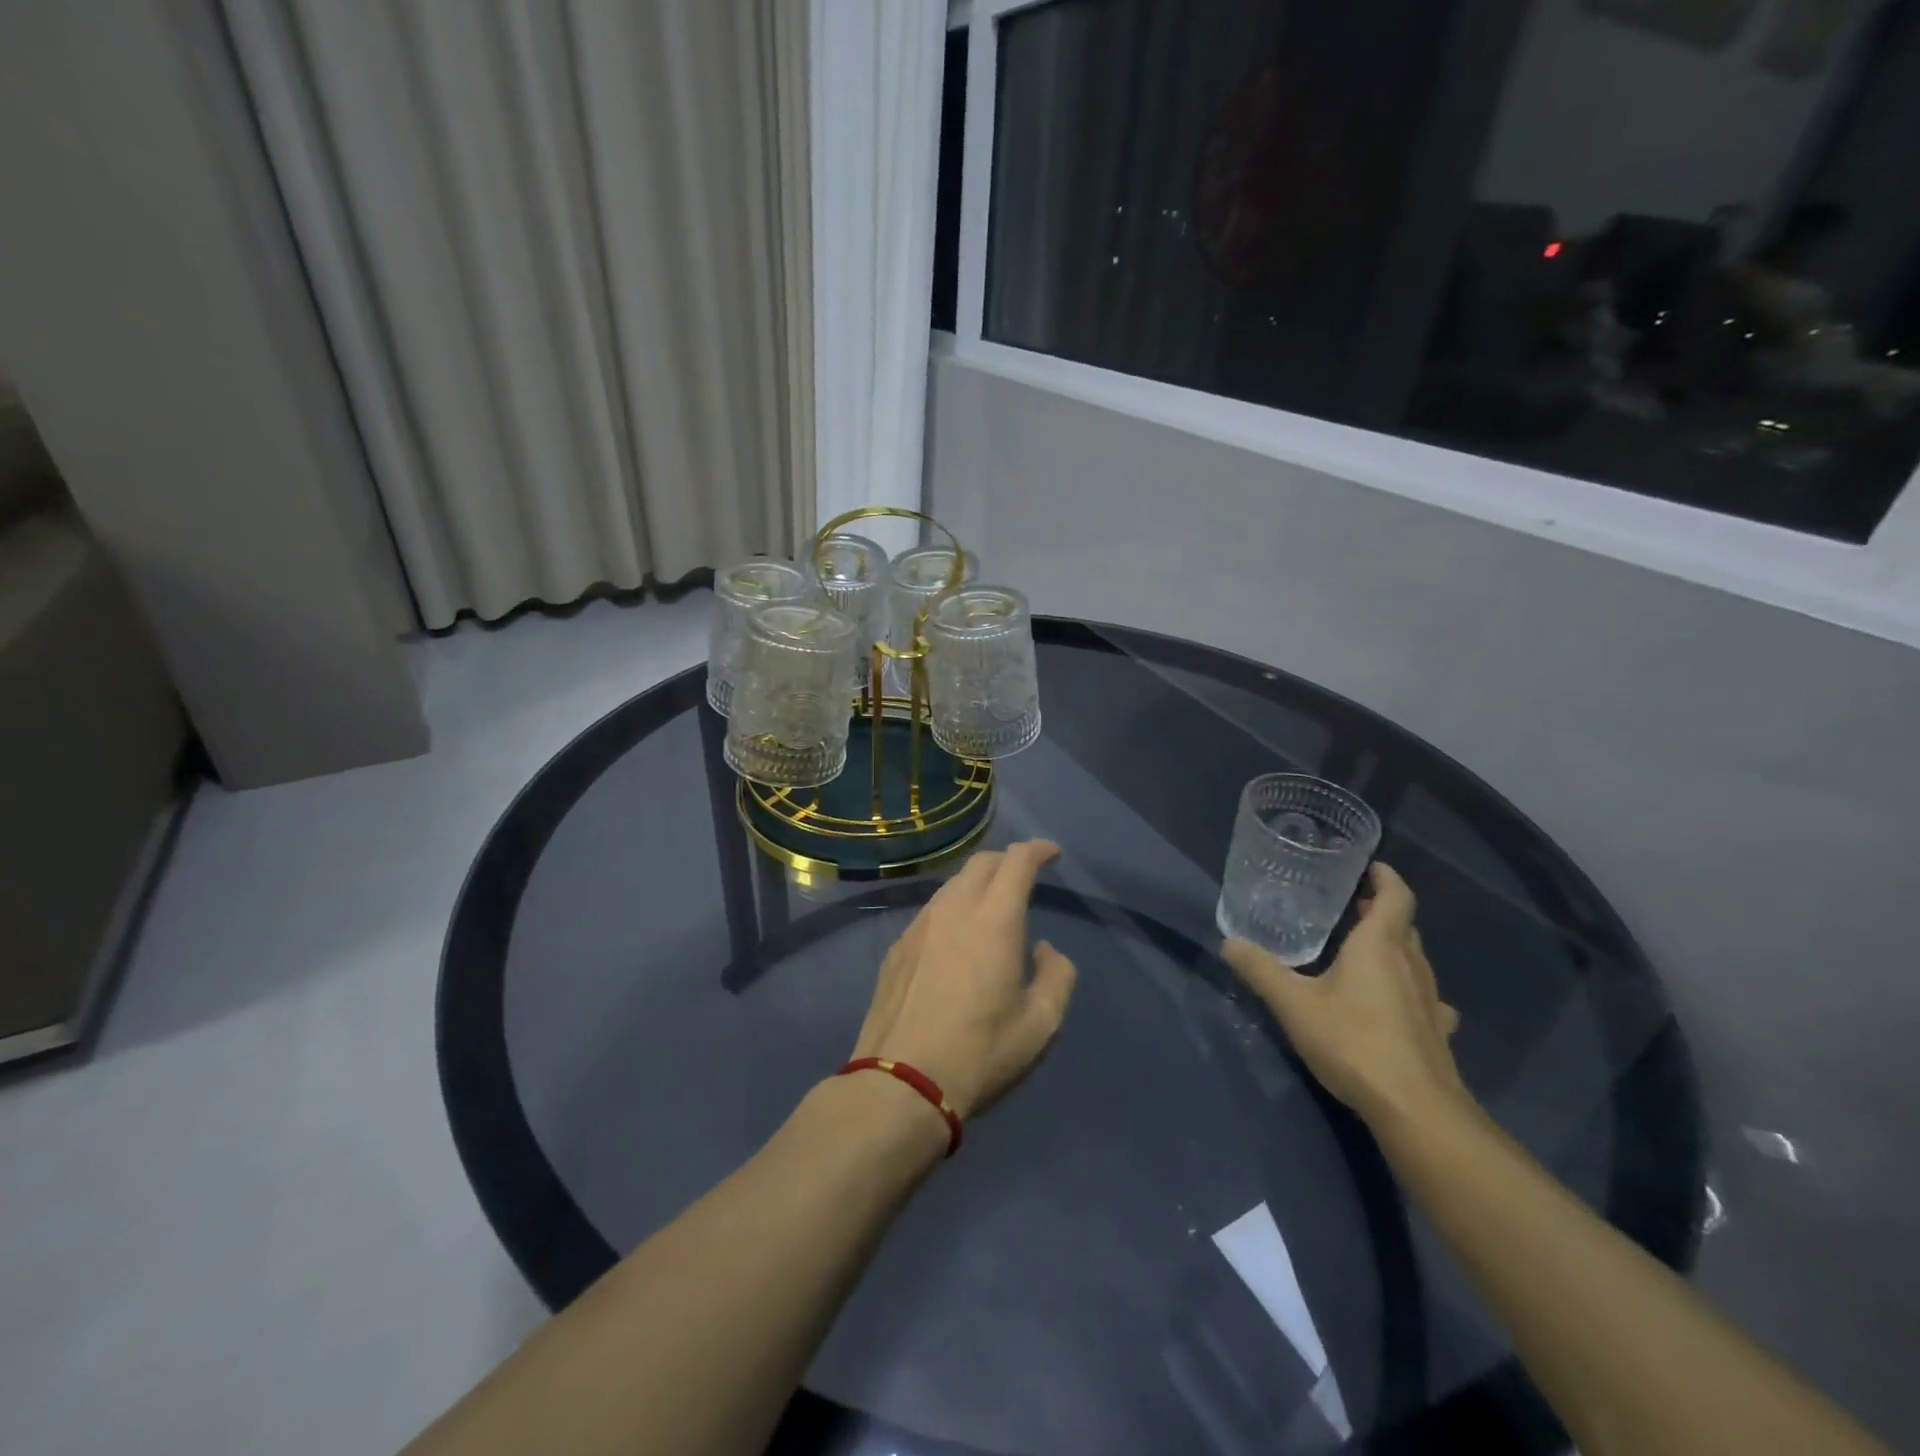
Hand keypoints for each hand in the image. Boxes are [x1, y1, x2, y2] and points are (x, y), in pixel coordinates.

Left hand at [850, 841, 1077, 1120]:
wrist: (901, 1082)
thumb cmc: (981, 1052)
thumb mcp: (1041, 1023)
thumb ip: (1057, 975)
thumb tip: (1045, 949)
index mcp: (994, 919)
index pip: (1017, 861)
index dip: (1038, 850)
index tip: (1052, 854)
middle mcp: (954, 909)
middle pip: (981, 863)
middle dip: (1007, 860)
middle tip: (1024, 876)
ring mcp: (919, 926)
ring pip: (952, 885)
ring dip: (977, 884)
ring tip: (991, 906)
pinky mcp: (897, 948)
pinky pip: (931, 911)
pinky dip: (952, 909)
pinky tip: (956, 938)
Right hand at [1222, 862, 1464, 1124]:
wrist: (1415, 1109)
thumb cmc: (1353, 1041)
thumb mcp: (1293, 1004)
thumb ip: (1260, 970)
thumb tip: (1227, 941)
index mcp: (1379, 947)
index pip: (1396, 897)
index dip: (1386, 877)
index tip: (1369, 866)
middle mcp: (1411, 966)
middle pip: (1404, 926)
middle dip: (1381, 912)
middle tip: (1349, 907)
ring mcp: (1430, 1001)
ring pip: (1415, 960)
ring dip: (1394, 948)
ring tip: (1363, 951)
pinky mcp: (1436, 1033)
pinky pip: (1426, 998)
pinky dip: (1410, 990)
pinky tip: (1397, 1005)